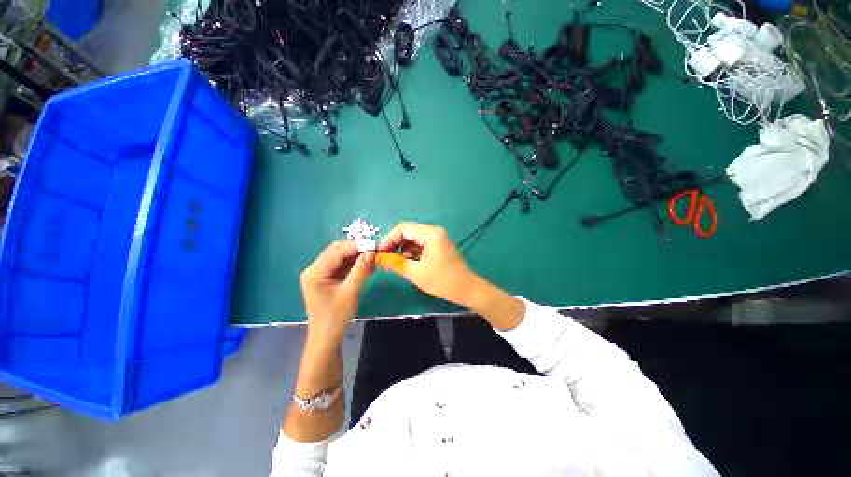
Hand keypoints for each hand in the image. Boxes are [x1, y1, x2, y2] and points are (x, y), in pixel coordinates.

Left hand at [300, 241, 374, 346]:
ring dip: (357, 257)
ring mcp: (320, 273)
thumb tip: (371, 251)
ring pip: (341, 257)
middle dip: (356, 250)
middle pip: (337, 251)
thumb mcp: (351, 291)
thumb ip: (360, 269)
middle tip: (374, 252)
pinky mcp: (326, 278)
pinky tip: (366, 267)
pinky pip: (342, 265)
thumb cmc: (336, 317)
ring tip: (373, 260)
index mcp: (315, 272)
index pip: (337, 251)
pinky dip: (354, 264)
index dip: (356, 246)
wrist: (327, 337)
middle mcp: (314, 269)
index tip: (374, 245)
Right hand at [377, 222, 478, 307]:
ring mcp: (438, 238)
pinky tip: (409, 264)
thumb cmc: (442, 280)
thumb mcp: (415, 272)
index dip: (388, 239)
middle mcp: (434, 231)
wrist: (466, 289)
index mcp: (430, 233)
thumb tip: (378, 257)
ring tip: (397, 264)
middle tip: (385, 259)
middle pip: (408, 232)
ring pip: (413, 239)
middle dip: (395, 245)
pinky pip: (421, 245)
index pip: (403, 228)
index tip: (379, 253)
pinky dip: (412, 253)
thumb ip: (394, 262)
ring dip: (403, 250)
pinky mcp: (439, 246)